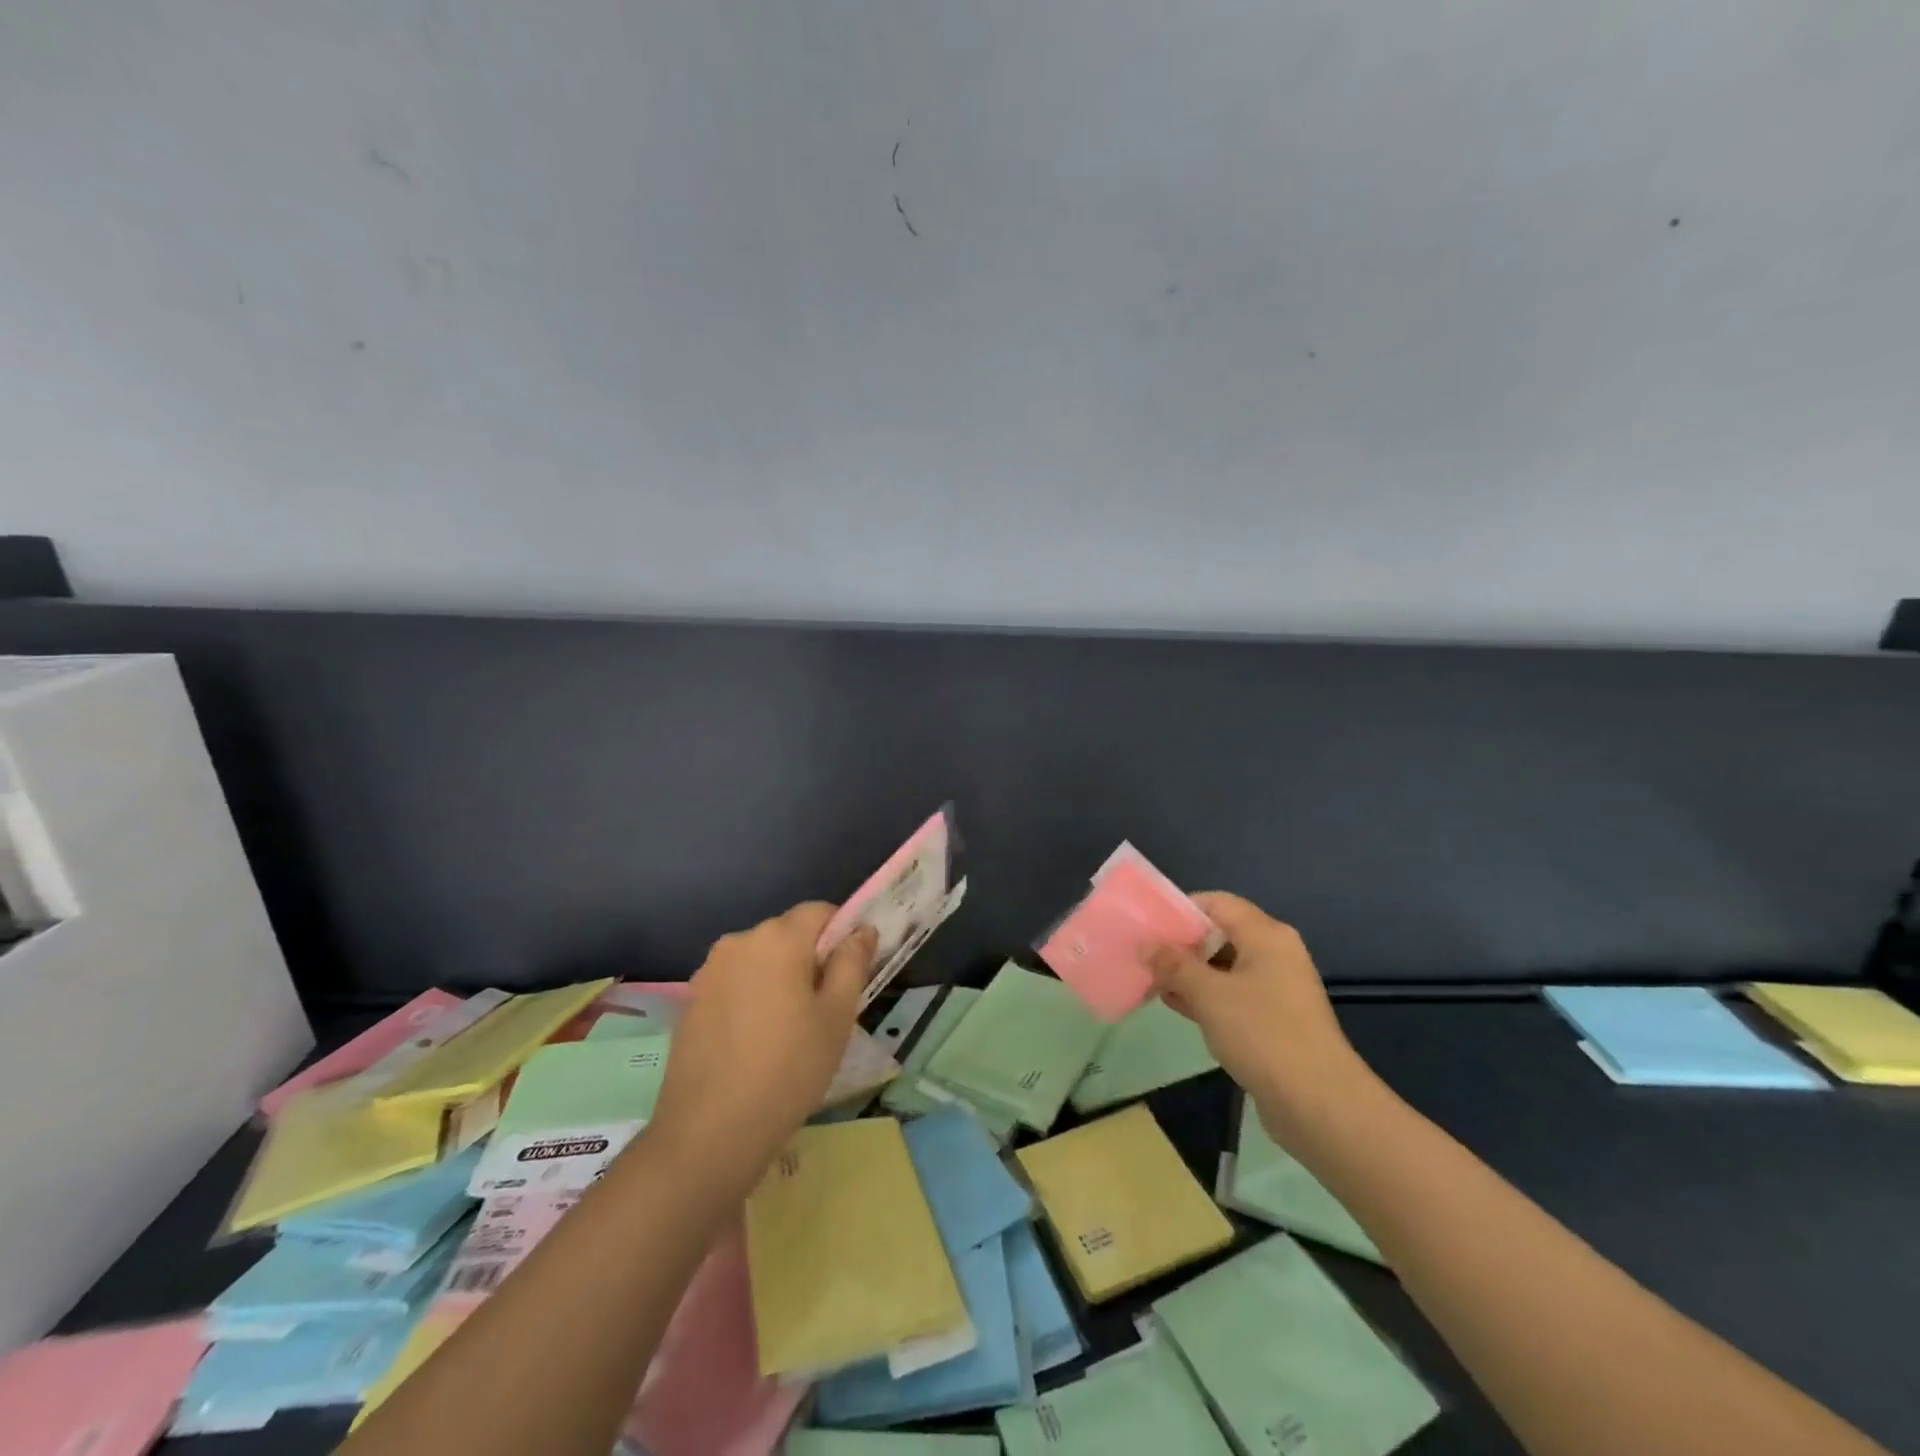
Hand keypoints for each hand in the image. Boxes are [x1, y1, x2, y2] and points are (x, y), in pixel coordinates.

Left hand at [649, 903, 876, 1193]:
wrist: (709, 1132)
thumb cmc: (789, 1069)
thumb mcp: (837, 1017)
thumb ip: (852, 964)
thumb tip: (861, 930)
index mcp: (779, 938)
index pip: (820, 911)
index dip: (841, 934)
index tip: (848, 975)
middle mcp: (739, 942)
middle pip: (787, 934)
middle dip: (809, 958)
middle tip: (823, 1009)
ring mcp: (709, 971)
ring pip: (759, 959)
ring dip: (778, 978)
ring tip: (787, 1030)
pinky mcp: (691, 1000)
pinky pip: (734, 983)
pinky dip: (750, 997)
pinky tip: (754, 1042)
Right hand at [1146, 892, 1373, 1142]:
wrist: (1319, 1105)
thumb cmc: (1263, 1034)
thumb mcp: (1209, 994)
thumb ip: (1174, 964)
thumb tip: (1147, 944)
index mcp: (1266, 935)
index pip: (1216, 903)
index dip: (1179, 909)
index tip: (1146, 924)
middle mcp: (1275, 954)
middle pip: (1220, 934)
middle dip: (1181, 944)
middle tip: (1143, 955)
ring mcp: (1277, 988)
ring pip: (1224, 967)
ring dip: (1189, 973)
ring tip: (1151, 981)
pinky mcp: (1274, 1020)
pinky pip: (1233, 995)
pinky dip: (1206, 997)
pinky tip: (1177, 1006)